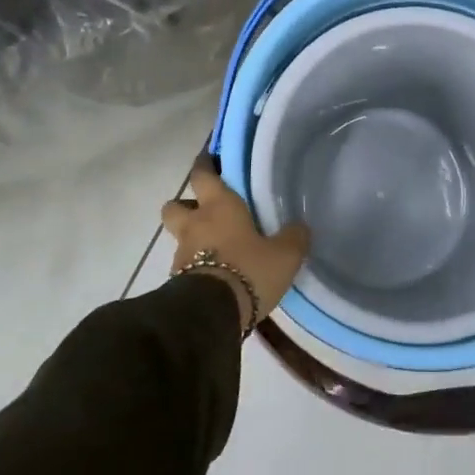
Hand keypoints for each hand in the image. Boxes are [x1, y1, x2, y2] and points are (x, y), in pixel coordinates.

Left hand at [162, 159, 310, 334]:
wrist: (211, 315)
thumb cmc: (248, 270)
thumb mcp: (284, 255)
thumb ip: (294, 237)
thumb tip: (300, 227)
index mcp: (219, 206)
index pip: (203, 174)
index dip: (204, 165)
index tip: (208, 160)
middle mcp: (195, 224)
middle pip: (174, 205)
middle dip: (185, 205)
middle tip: (205, 211)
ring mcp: (181, 254)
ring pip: (179, 237)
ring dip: (191, 239)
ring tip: (214, 248)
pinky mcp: (176, 282)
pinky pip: (183, 266)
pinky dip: (194, 267)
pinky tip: (215, 275)